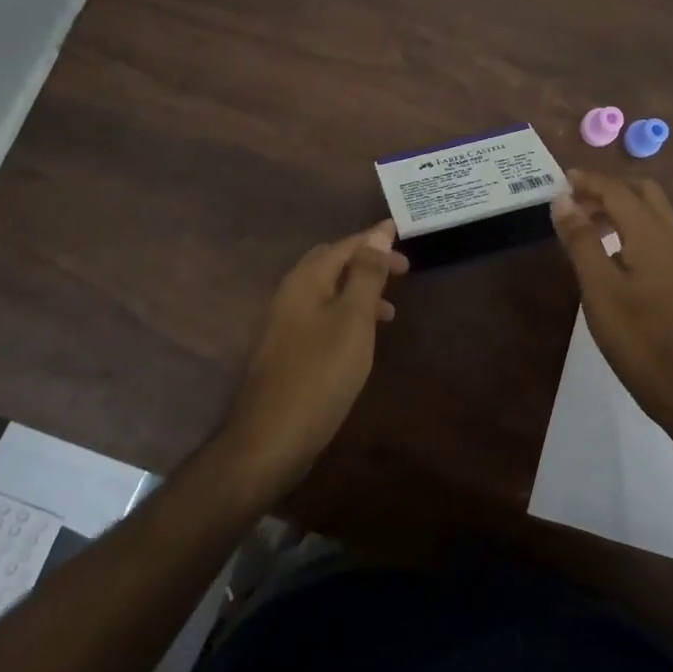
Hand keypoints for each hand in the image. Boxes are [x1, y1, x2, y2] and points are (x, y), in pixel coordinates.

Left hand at [219, 220, 407, 490]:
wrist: (270, 439)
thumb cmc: (319, 373)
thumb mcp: (353, 320)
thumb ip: (366, 274)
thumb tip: (379, 232)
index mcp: (305, 281)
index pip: (343, 246)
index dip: (373, 239)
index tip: (401, 234)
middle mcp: (290, 295)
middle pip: (330, 264)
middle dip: (365, 262)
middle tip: (400, 270)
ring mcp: (284, 325)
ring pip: (327, 293)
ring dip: (358, 291)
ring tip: (391, 310)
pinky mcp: (287, 352)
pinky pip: (321, 318)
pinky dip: (346, 316)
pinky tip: (361, 340)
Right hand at [550, 170, 672, 438]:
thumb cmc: (636, 336)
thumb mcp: (598, 287)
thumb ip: (580, 240)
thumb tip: (562, 199)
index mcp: (651, 233)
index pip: (617, 190)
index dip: (587, 181)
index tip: (559, 179)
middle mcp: (671, 236)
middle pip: (642, 192)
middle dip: (607, 189)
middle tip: (574, 203)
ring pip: (651, 213)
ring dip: (619, 208)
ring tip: (584, 227)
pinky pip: (654, 234)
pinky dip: (629, 228)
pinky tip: (608, 254)